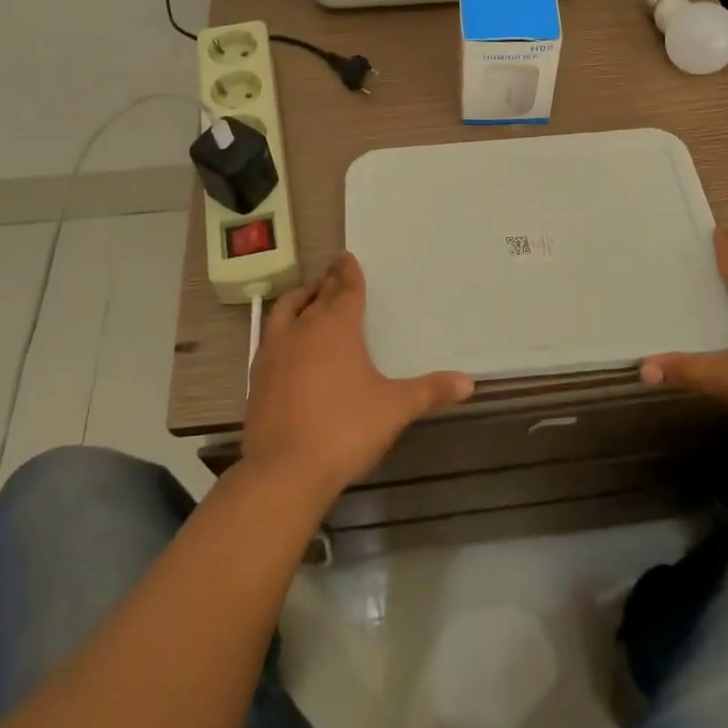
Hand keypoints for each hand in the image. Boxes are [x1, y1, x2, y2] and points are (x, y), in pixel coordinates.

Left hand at [240, 252, 473, 504]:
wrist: (284, 470)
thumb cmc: (345, 429)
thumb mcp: (395, 409)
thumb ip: (430, 392)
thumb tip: (469, 383)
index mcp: (337, 326)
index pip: (346, 289)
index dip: (349, 273)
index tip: (347, 257)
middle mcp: (304, 328)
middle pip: (318, 295)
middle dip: (328, 281)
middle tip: (334, 272)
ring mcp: (275, 350)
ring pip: (287, 310)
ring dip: (300, 298)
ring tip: (308, 296)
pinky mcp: (257, 375)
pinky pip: (271, 336)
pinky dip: (282, 326)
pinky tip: (287, 340)